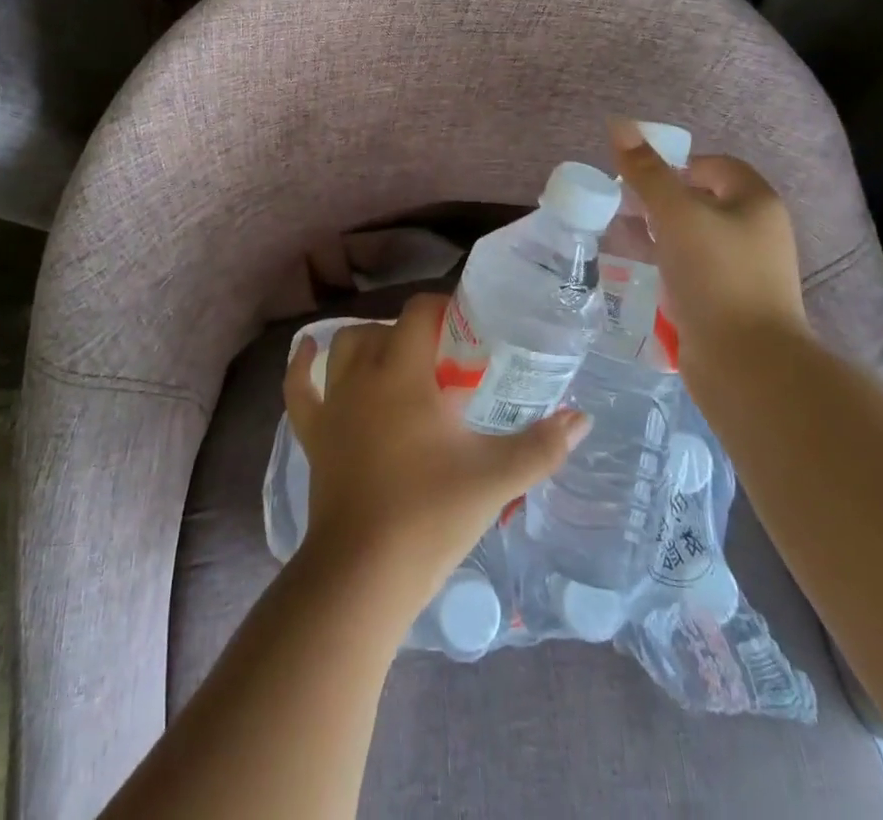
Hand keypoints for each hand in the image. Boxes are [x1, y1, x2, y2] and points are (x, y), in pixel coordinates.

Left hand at [284, 293, 589, 610]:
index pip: (419, 313)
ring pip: (345, 349)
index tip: (470, 326)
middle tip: (446, 359)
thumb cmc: (430, 514)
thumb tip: (583, 419)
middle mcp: (364, 376)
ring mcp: (334, 405)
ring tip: (396, 358)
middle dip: (414, 332)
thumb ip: (542, 445)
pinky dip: (302, 367)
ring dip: (369, 344)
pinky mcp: (315, 435)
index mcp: (404, 373)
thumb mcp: (496, 478)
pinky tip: (306, 350)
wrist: (364, 574)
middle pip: (384, 328)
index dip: (444, 308)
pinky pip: (300, 390)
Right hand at [609, 118, 810, 384]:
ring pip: (694, 239)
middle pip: (703, 201)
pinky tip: (639, 273)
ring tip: (621, 237)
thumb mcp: (675, 215)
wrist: (746, 363)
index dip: (677, 164)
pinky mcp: (729, 303)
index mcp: (756, 203)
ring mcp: (745, 271)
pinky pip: (693, 272)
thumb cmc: (716, 276)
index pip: (716, 166)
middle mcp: (757, 232)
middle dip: (661, 201)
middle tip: (622, 206)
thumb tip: (619, 124)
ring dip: (658, 235)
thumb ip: (646, 172)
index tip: (639, 178)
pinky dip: (666, 266)